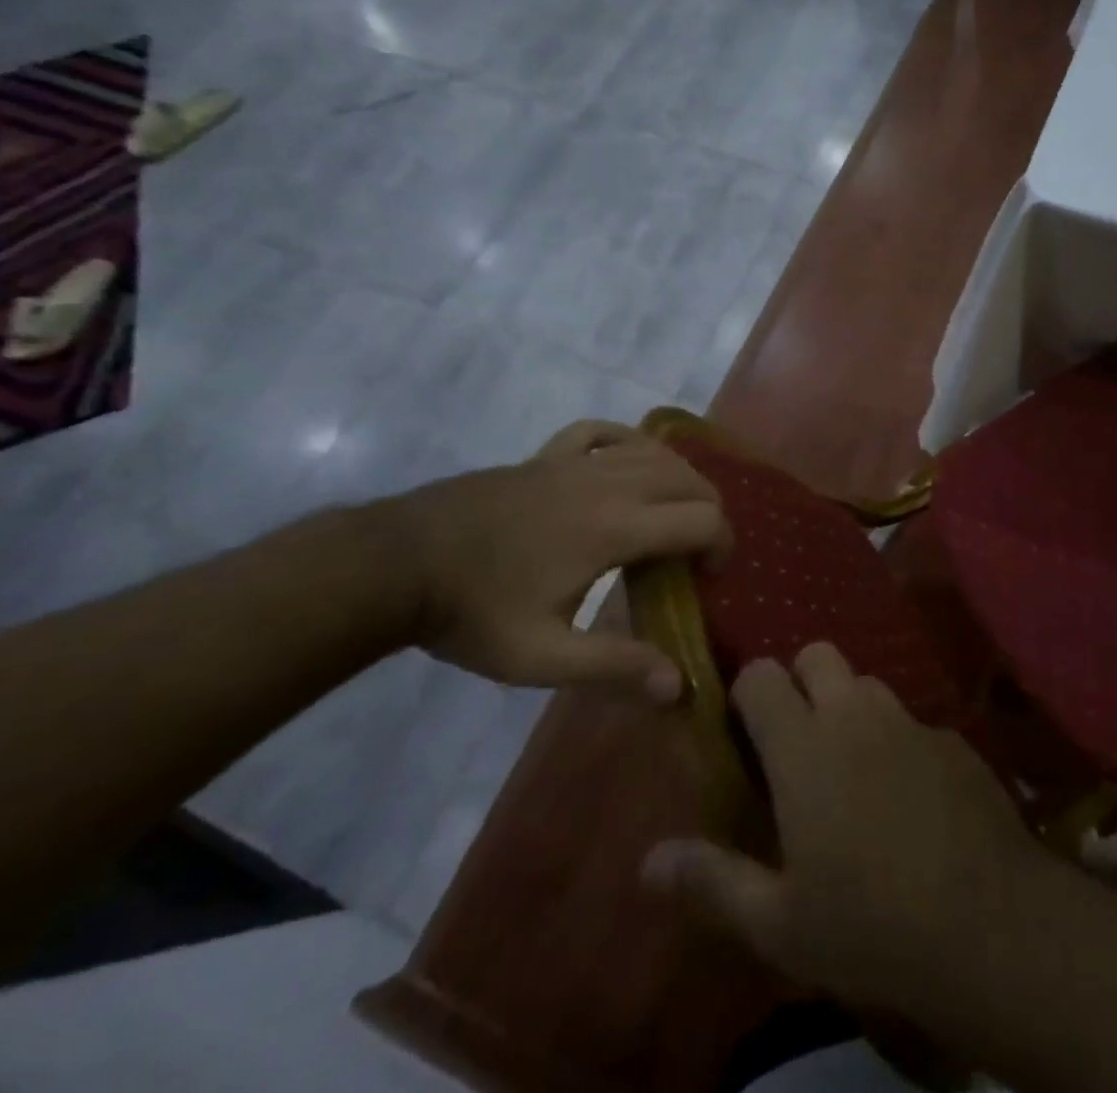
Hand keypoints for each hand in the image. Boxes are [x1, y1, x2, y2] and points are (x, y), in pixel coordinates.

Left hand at [387, 420, 729, 694]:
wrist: (394, 564)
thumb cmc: (473, 612)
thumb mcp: (541, 657)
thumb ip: (613, 667)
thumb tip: (677, 685)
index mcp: (615, 527)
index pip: (702, 518)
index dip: (721, 545)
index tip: (707, 577)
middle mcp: (608, 483)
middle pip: (688, 478)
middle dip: (708, 510)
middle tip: (695, 552)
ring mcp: (575, 463)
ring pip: (654, 451)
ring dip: (679, 478)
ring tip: (672, 513)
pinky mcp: (545, 455)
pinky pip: (601, 431)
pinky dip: (626, 441)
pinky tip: (626, 459)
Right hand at [640, 643, 1045, 1019]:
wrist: (987, 923)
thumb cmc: (868, 925)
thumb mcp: (778, 922)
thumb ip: (711, 881)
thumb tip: (649, 860)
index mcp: (804, 747)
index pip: (761, 676)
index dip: (747, 692)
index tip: (746, 731)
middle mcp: (855, 716)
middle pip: (819, 654)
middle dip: (801, 681)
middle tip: (798, 740)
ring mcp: (909, 722)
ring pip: (868, 683)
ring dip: (851, 708)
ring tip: (852, 766)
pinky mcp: (953, 740)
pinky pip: (913, 722)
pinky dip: (900, 742)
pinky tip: (910, 796)